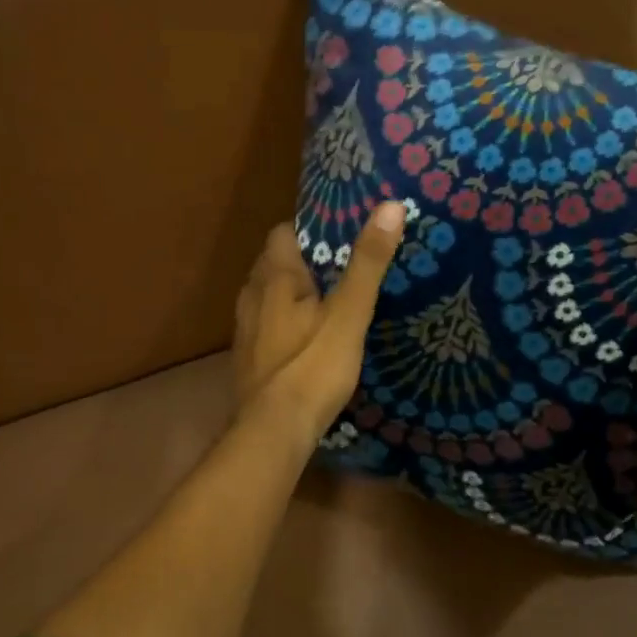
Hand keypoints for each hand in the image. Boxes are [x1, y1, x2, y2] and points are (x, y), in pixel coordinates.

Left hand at [232, 202, 406, 448]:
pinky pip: (263, 327)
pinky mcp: (247, 361)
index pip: (282, 234)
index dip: (307, 230)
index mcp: (275, 279)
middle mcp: (252, 298)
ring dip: (287, 294)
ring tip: (322, 300)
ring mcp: (245, 332)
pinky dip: (280, 324)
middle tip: (336, 267)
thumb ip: (368, 263)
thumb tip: (391, 205)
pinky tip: (302, 340)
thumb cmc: (313, 367)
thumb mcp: (349, 313)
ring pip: (264, 298)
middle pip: (271, 265)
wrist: (274, 431)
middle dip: (299, 262)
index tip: (337, 234)